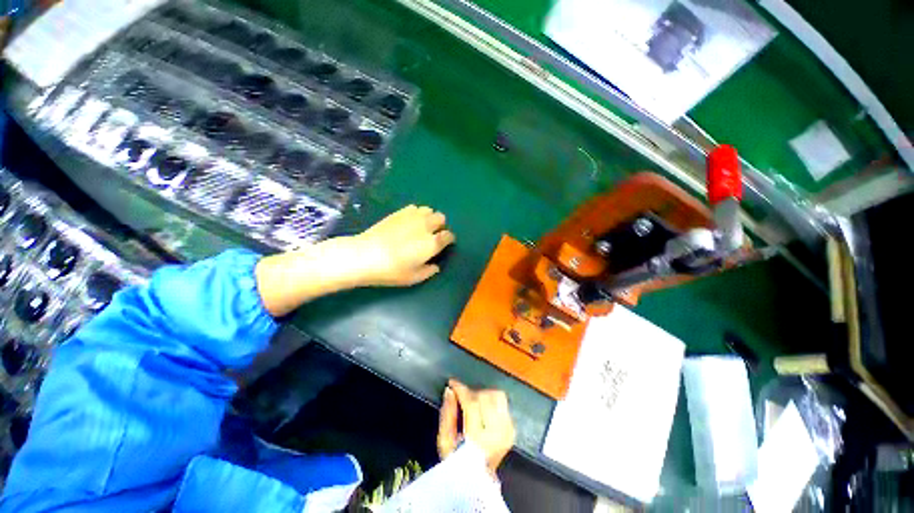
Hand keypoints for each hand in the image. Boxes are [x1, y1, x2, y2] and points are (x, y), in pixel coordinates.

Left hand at [353, 205, 454, 286]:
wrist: (365, 255)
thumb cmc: (392, 270)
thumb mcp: (413, 278)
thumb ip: (428, 271)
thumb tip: (435, 266)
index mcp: (432, 243)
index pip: (448, 235)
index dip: (448, 239)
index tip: (444, 244)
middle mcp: (426, 226)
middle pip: (441, 218)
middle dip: (440, 226)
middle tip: (432, 235)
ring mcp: (412, 217)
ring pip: (429, 210)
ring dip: (429, 217)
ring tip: (421, 227)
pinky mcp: (399, 212)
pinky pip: (415, 208)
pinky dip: (417, 214)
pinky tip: (409, 222)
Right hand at [437, 379, 515, 477]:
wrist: (478, 479)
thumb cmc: (457, 461)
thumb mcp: (445, 441)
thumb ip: (447, 414)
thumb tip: (450, 391)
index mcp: (479, 439)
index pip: (472, 403)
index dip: (461, 389)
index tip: (452, 383)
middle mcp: (498, 433)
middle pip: (485, 396)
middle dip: (471, 393)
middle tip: (462, 397)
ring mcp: (508, 430)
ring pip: (497, 395)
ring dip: (483, 394)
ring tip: (473, 402)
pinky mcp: (512, 428)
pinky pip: (503, 402)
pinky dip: (491, 400)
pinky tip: (483, 409)